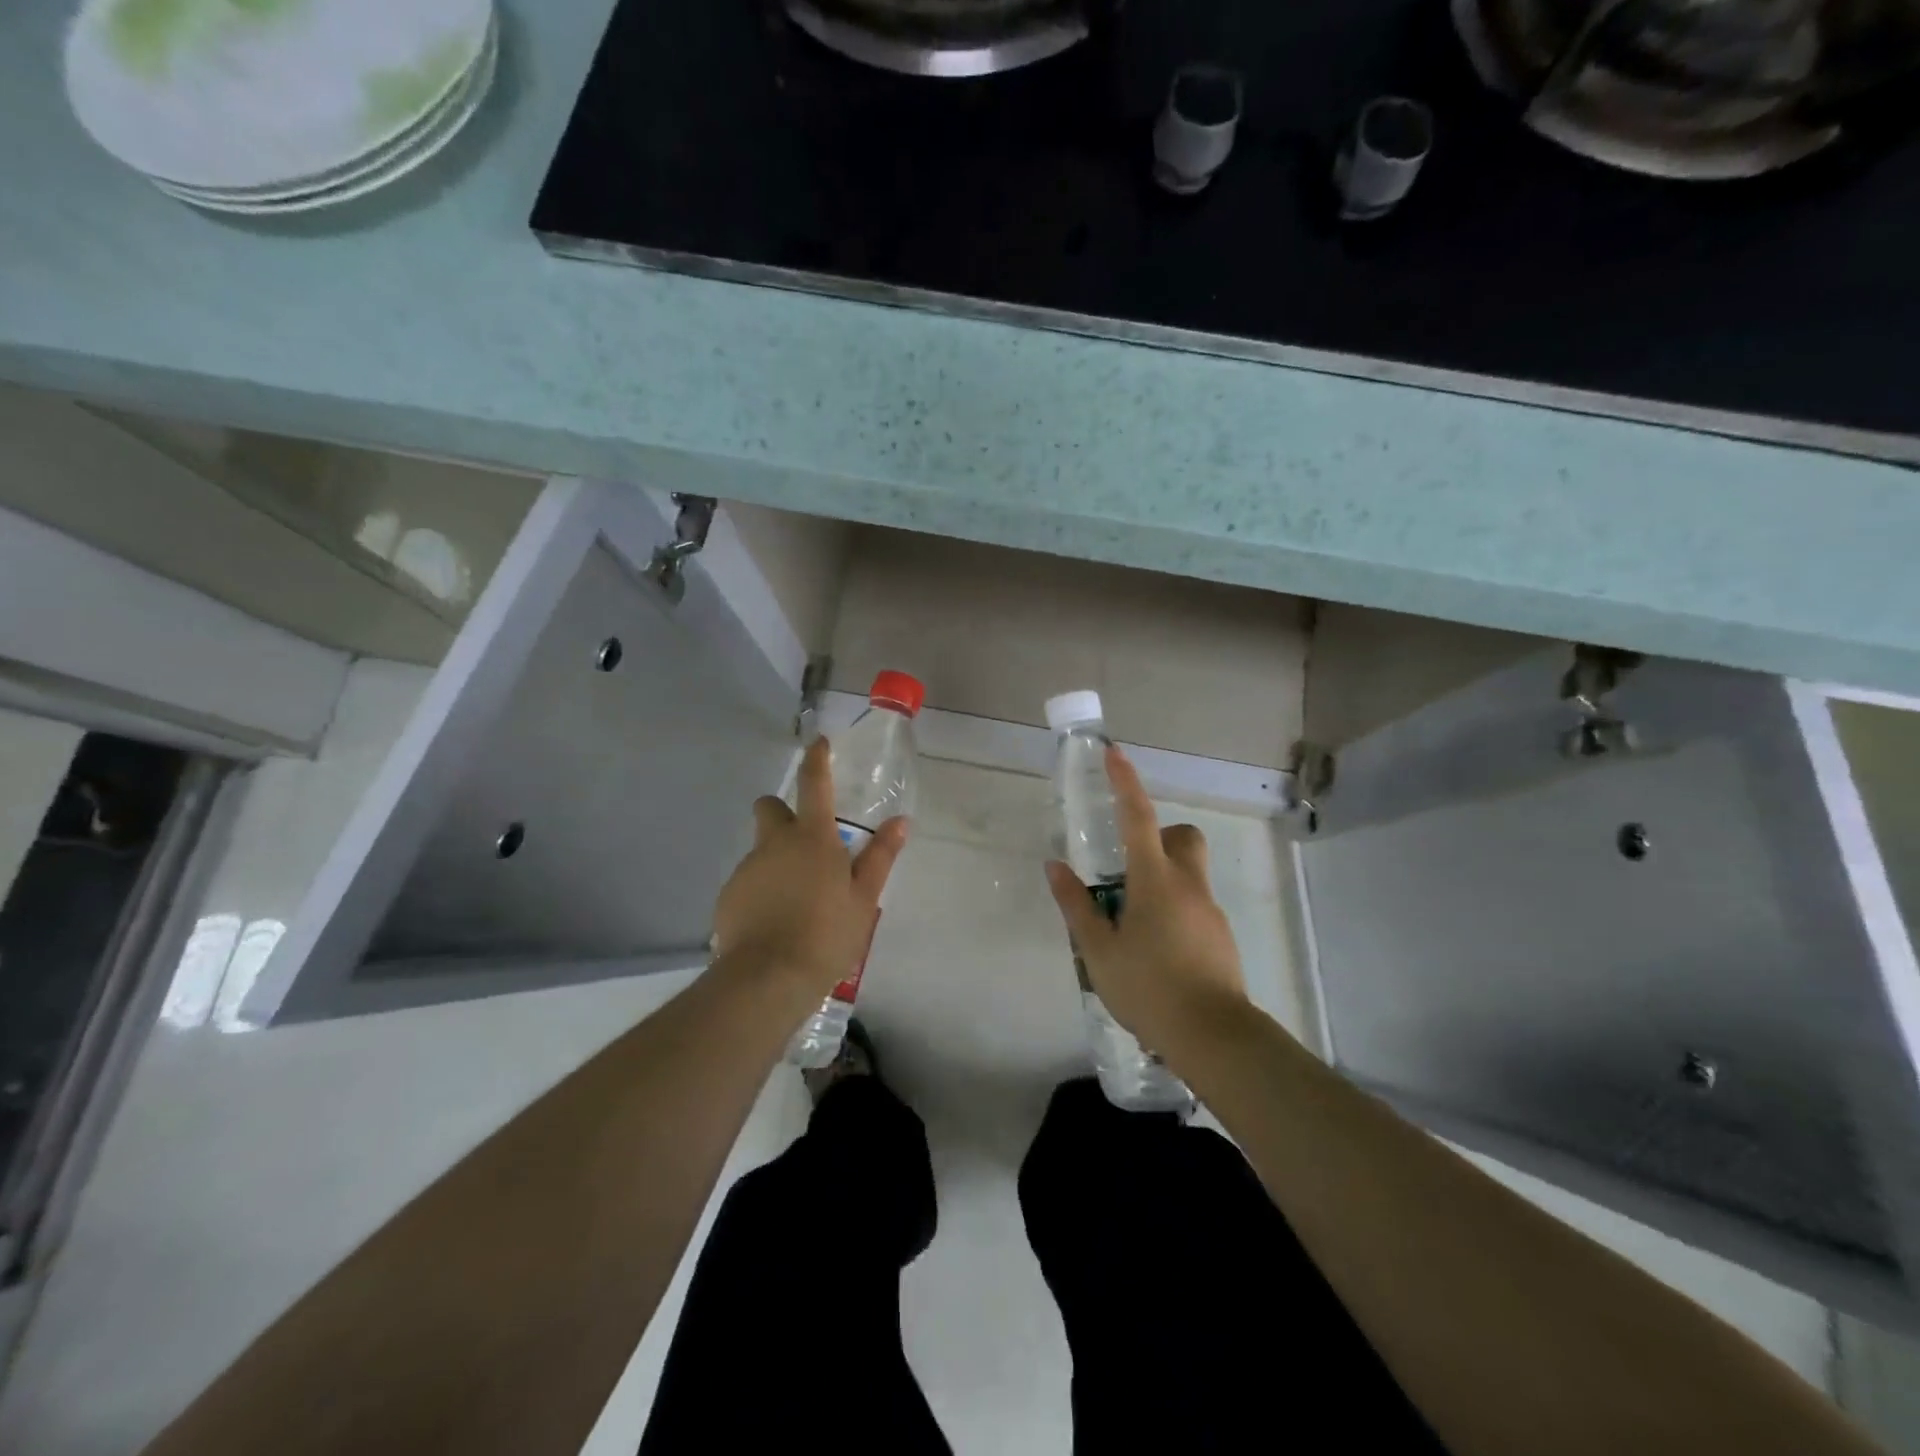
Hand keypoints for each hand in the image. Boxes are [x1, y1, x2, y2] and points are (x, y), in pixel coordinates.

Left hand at [712, 737, 907, 1003]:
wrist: (768, 978)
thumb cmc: (826, 934)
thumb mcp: (863, 897)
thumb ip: (880, 857)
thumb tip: (900, 822)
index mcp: (812, 837)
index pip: (814, 784)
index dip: (817, 760)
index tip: (819, 744)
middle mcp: (774, 843)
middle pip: (770, 807)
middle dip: (783, 812)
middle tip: (806, 842)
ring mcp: (747, 868)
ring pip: (761, 848)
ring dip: (777, 858)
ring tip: (799, 899)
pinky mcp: (728, 895)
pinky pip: (749, 880)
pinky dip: (763, 888)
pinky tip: (777, 920)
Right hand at [1045, 745, 1247, 1056]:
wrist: (1213, 1037)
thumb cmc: (1148, 988)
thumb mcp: (1098, 950)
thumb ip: (1076, 905)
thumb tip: (1055, 867)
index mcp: (1154, 880)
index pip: (1138, 817)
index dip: (1126, 783)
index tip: (1115, 754)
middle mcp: (1188, 885)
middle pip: (1182, 838)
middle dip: (1159, 837)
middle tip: (1128, 870)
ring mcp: (1210, 911)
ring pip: (1189, 874)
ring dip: (1161, 881)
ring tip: (1131, 928)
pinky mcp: (1221, 937)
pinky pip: (1194, 906)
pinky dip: (1173, 912)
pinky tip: (1155, 954)